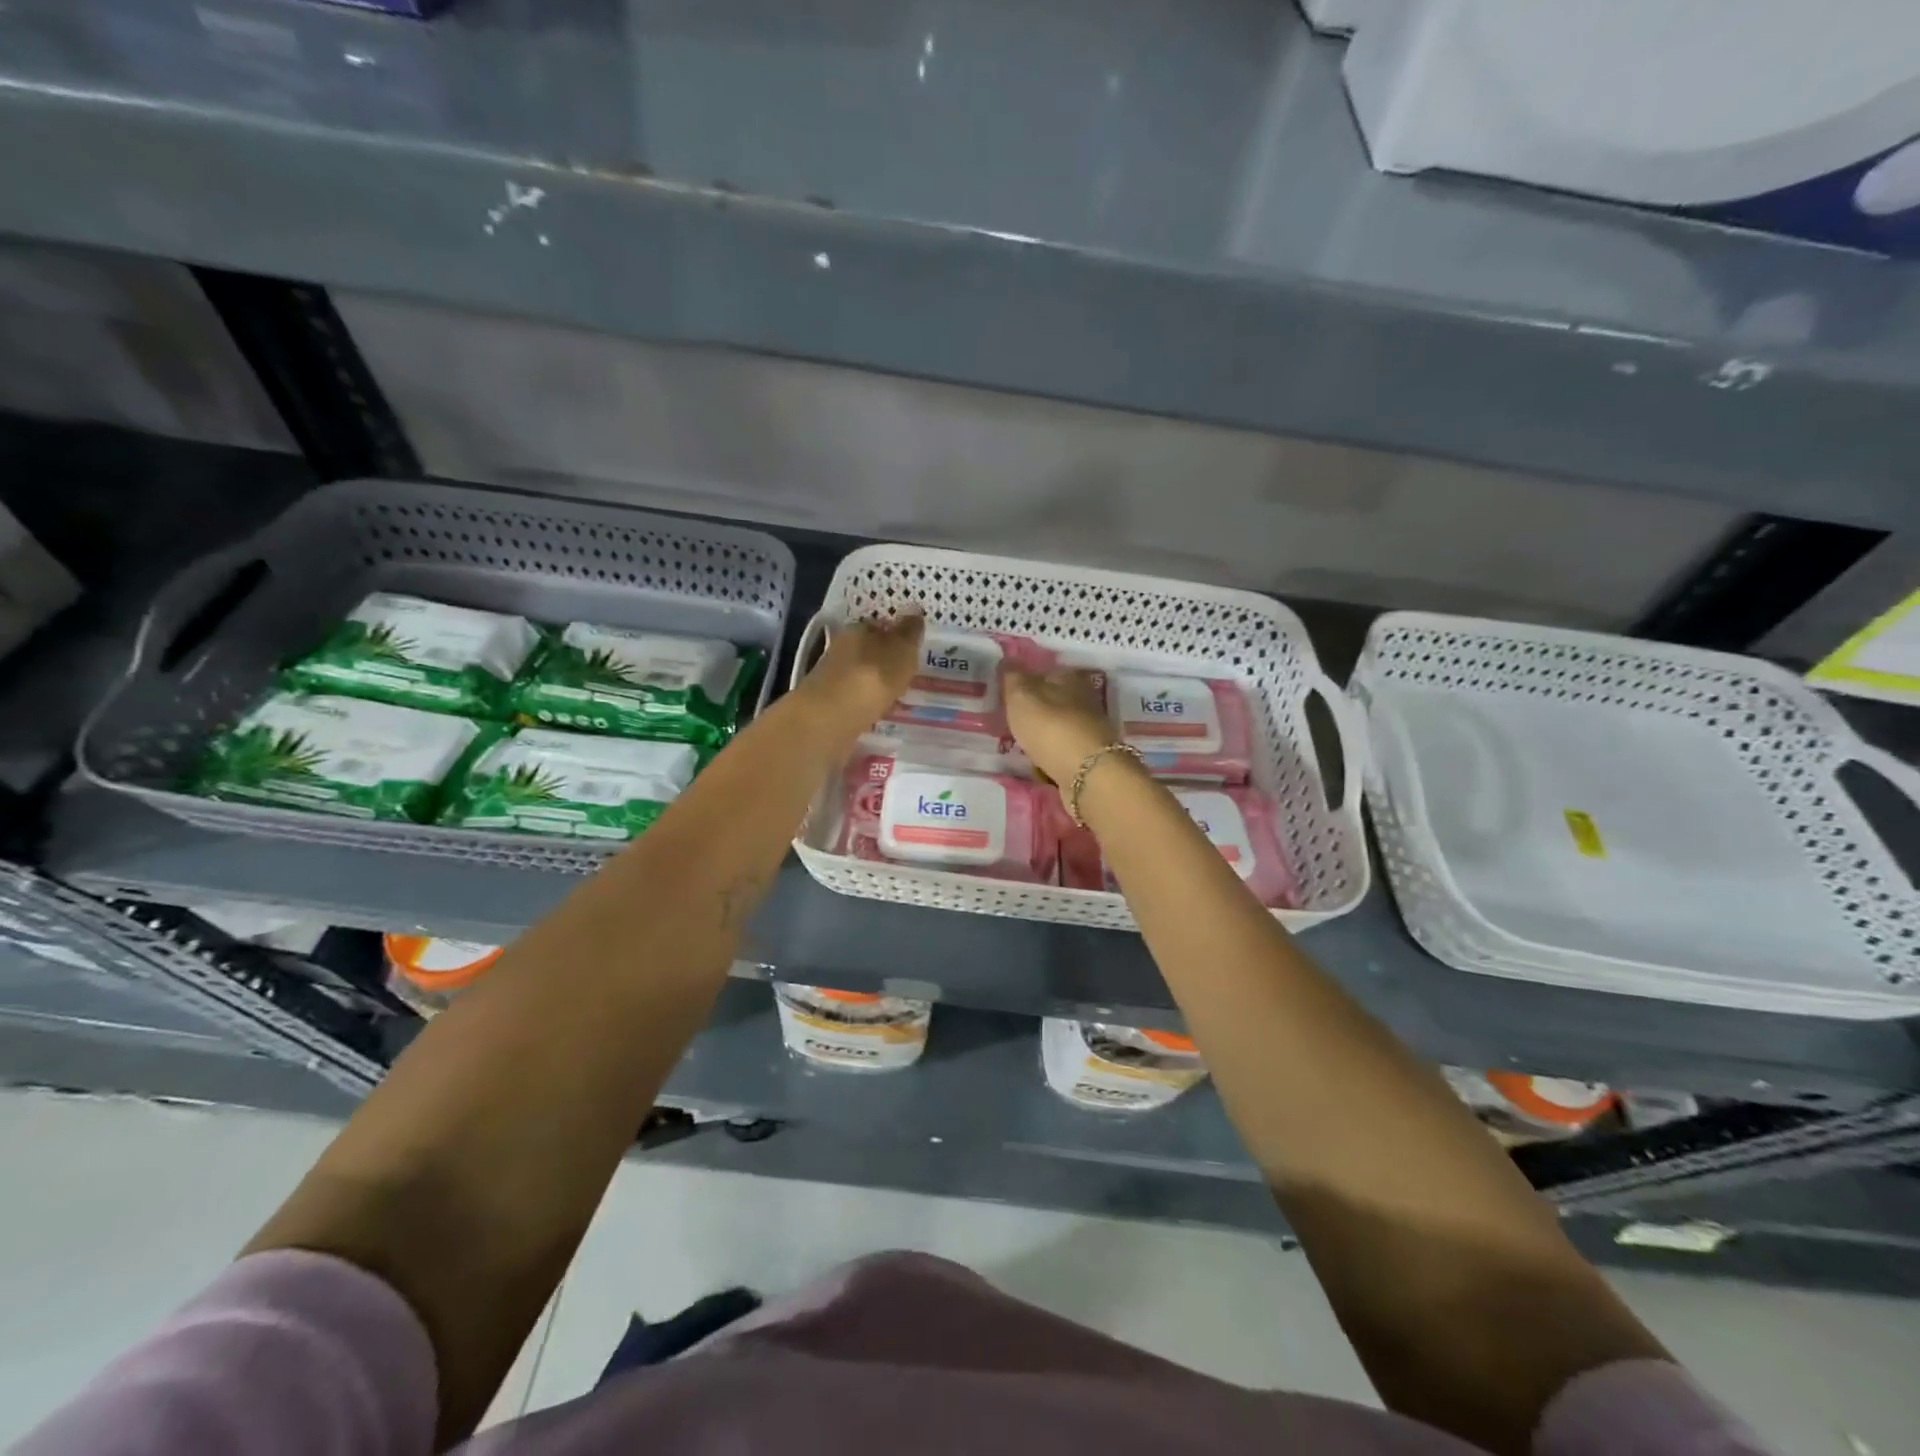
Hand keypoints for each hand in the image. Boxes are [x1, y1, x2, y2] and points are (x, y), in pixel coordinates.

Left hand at [802, 611, 925, 729]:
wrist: (832, 717)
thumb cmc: (873, 676)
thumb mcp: (901, 650)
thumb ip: (909, 632)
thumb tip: (915, 611)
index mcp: (858, 628)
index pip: (880, 626)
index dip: (896, 637)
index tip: (911, 651)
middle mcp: (841, 647)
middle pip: (868, 651)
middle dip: (885, 662)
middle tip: (906, 676)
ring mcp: (831, 676)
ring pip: (860, 675)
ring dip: (875, 684)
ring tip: (896, 698)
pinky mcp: (827, 702)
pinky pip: (854, 698)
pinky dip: (866, 703)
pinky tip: (878, 712)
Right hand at [1005, 668, 1116, 787]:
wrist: (1088, 775)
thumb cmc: (1051, 728)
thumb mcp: (1022, 697)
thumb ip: (1012, 678)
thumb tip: (1007, 659)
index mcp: (1069, 680)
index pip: (1045, 673)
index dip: (1025, 683)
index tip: (1007, 696)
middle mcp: (1083, 702)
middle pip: (1053, 702)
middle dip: (1034, 712)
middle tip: (1010, 723)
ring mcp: (1088, 732)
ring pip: (1058, 729)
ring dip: (1041, 737)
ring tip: (1019, 746)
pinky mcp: (1089, 760)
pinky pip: (1061, 754)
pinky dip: (1049, 758)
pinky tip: (1036, 765)